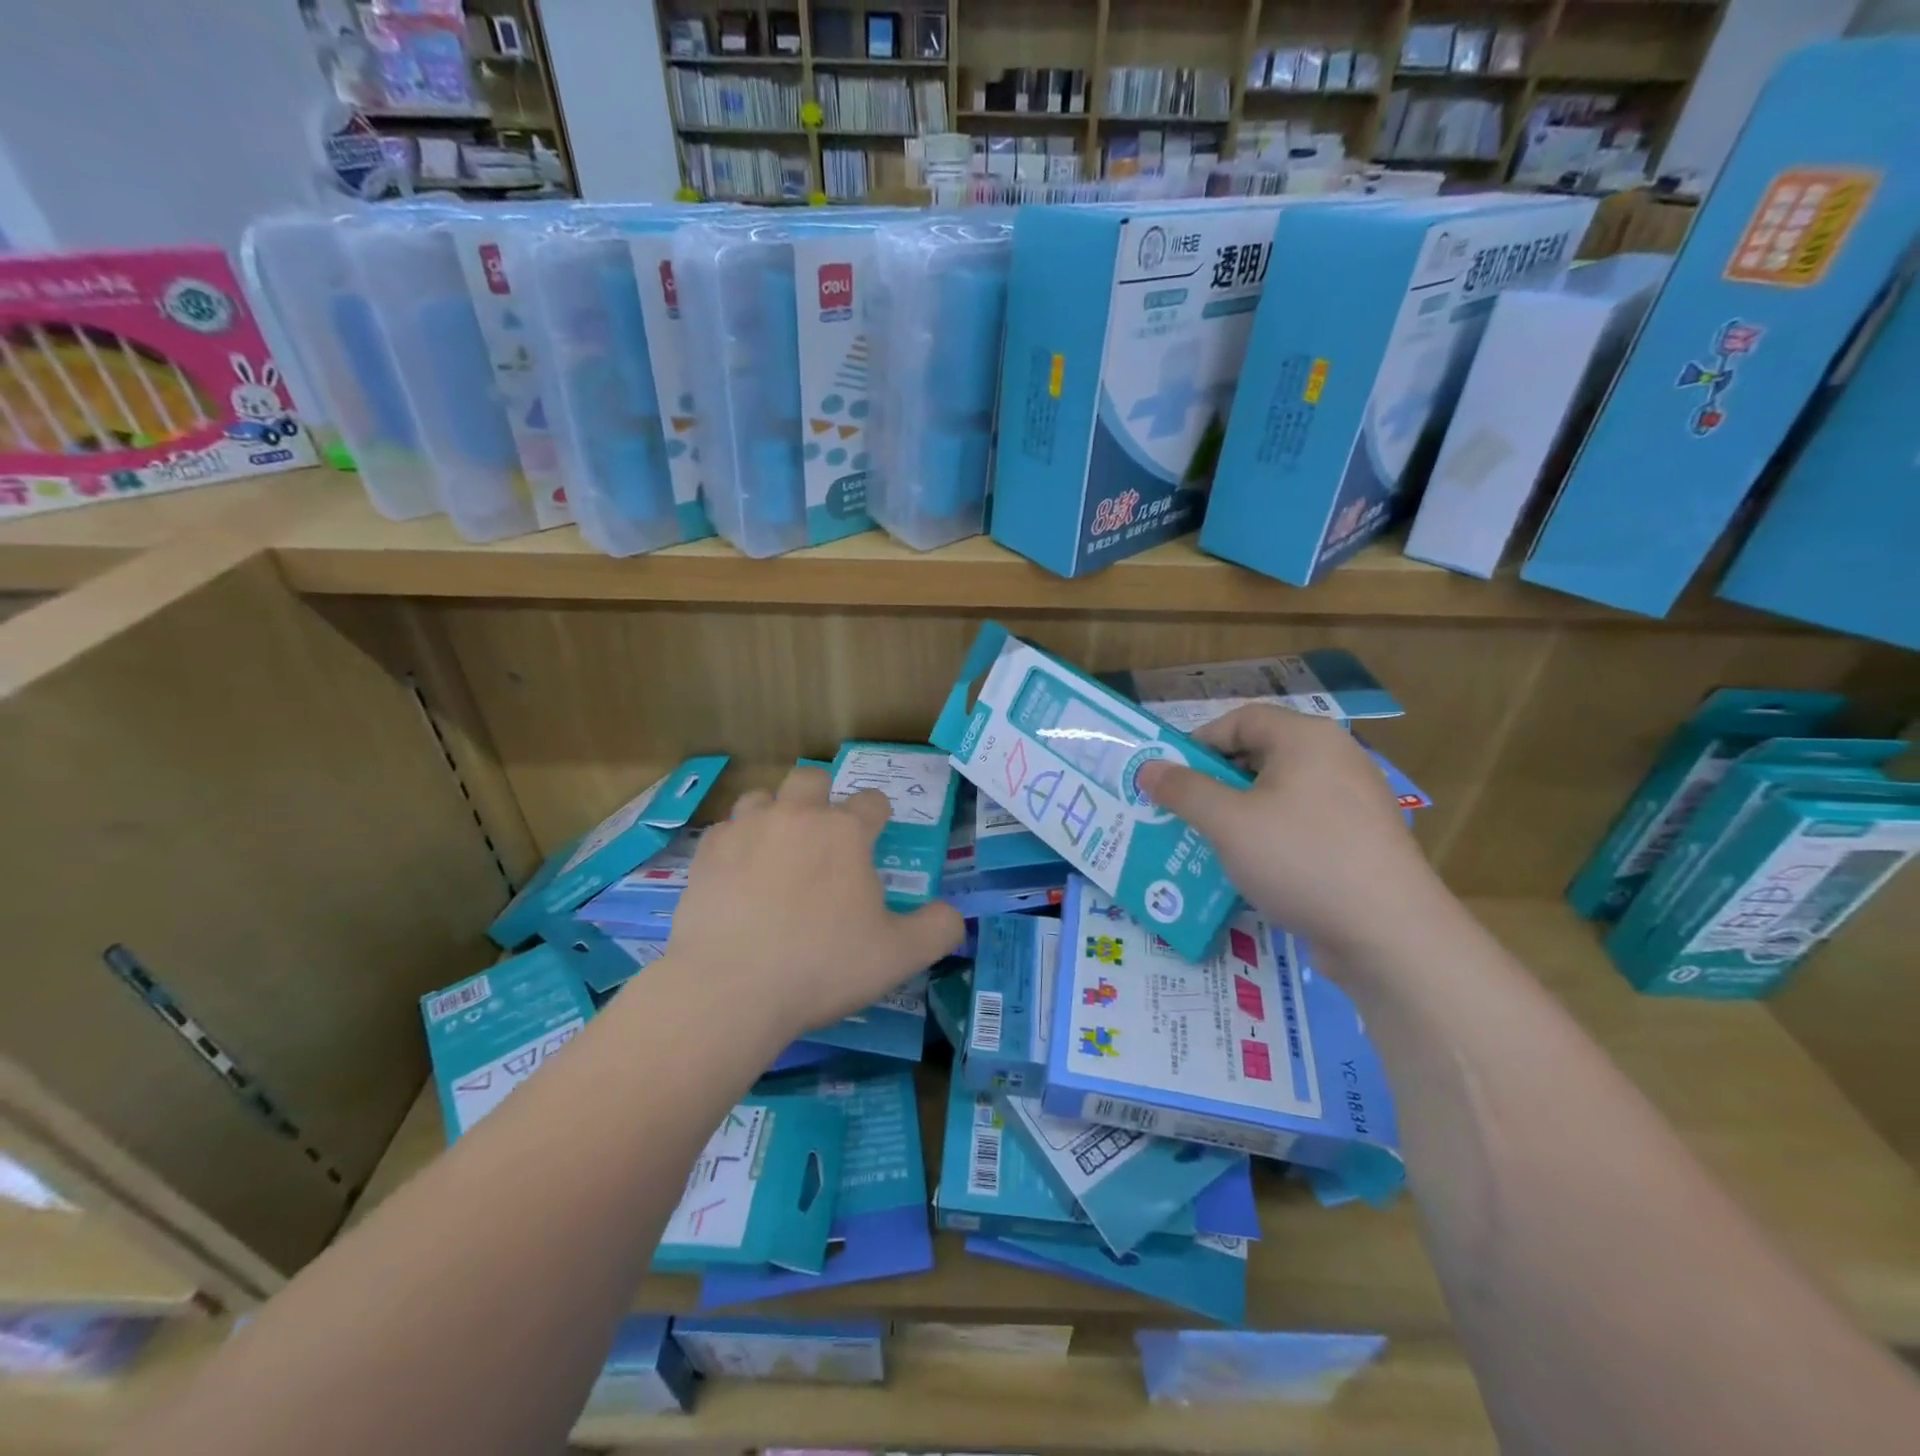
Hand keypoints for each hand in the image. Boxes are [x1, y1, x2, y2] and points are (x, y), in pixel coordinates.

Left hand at [667, 765, 963, 1040]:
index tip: (876, 836)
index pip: (872, 801)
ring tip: (777, 849)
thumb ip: (937, 929)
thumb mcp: (898, 956)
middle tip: (824, 836)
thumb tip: (952, 915)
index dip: (878, 816)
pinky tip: (738, 875)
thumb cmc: (822, 966)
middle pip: (812, 778)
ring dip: (774, 813)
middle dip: (822, 796)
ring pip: (762, 797)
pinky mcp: (706, 853)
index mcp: (845, 832)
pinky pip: (725, 830)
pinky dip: (736, 844)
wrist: (730, 990)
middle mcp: (796, 816)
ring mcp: (745, 829)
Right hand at [1137, 707, 1441, 960]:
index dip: (1199, 743)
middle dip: (1214, 783)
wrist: (1390, 933)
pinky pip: (1300, 826)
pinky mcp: (1359, 842)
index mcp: (1306, 739)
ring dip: (1237, 815)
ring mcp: (1353, 802)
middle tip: (1180, 811)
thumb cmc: (1301, 858)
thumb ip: (1184, 790)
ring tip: (1205, 843)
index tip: (1169, 776)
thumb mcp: (1228, 823)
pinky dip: (1268, 839)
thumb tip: (1149, 767)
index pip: (1241, 720)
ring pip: (1278, 795)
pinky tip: (1248, 870)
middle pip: (1260, 756)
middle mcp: (1334, 759)